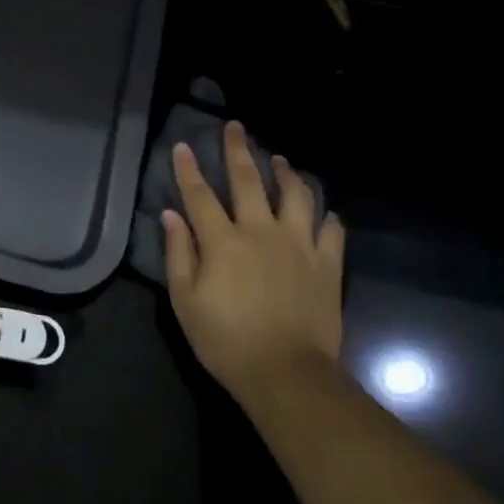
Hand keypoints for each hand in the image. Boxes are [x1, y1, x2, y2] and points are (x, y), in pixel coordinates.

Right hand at [163, 122, 344, 405]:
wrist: (288, 375)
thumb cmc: (226, 341)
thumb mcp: (186, 301)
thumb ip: (178, 254)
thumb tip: (171, 216)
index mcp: (223, 240)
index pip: (199, 194)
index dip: (189, 169)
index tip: (184, 145)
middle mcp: (261, 231)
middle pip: (248, 180)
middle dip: (238, 150)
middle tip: (235, 127)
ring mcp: (299, 245)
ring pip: (296, 195)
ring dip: (286, 173)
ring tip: (280, 160)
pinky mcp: (327, 265)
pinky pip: (331, 232)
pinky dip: (327, 218)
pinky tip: (324, 213)